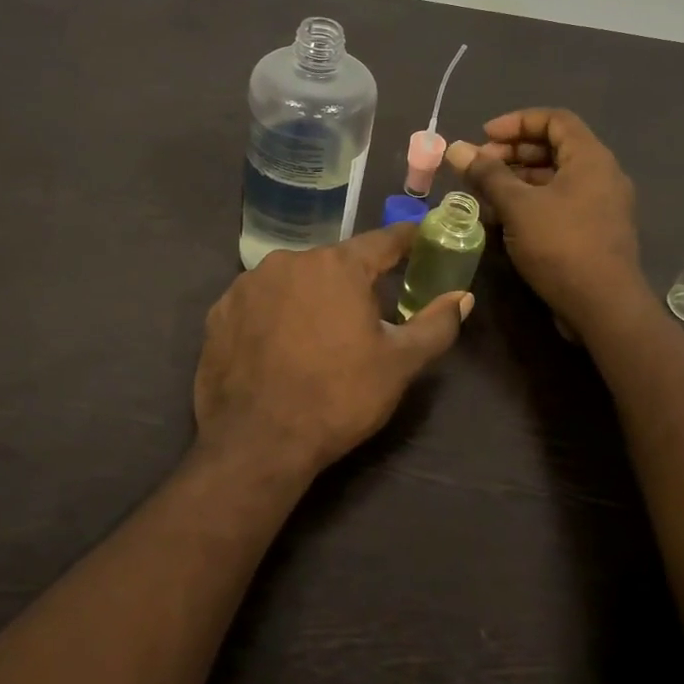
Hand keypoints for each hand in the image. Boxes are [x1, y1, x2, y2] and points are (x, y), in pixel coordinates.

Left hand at [193, 225, 471, 480]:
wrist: (256, 443)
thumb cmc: (338, 397)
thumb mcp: (399, 364)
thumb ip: (436, 324)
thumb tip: (463, 296)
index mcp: (338, 266)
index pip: (383, 241)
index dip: (407, 241)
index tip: (421, 240)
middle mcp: (290, 260)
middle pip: (335, 263)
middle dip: (354, 282)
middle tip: (367, 315)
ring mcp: (247, 284)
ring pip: (294, 281)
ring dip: (311, 298)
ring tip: (318, 337)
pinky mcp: (219, 312)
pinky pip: (259, 302)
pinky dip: (274, 315)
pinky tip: (278, 347)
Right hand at [446, 109, 642, 333]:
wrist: (603, 307)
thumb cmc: (561, 245)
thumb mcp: (518, 206)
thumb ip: (487, 175)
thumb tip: (455, 149)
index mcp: (590, 158)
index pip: (554, 119)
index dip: (516, 122)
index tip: (483, 137)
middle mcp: (601, 175)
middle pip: (553, 148)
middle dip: (512, 153)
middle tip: (479, 167)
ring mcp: (600, 205)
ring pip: (554, 179)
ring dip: (517, 180)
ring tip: (483, 194)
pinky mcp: (594, 231)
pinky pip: (559, 203)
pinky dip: (530, 203)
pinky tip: (501, 220)